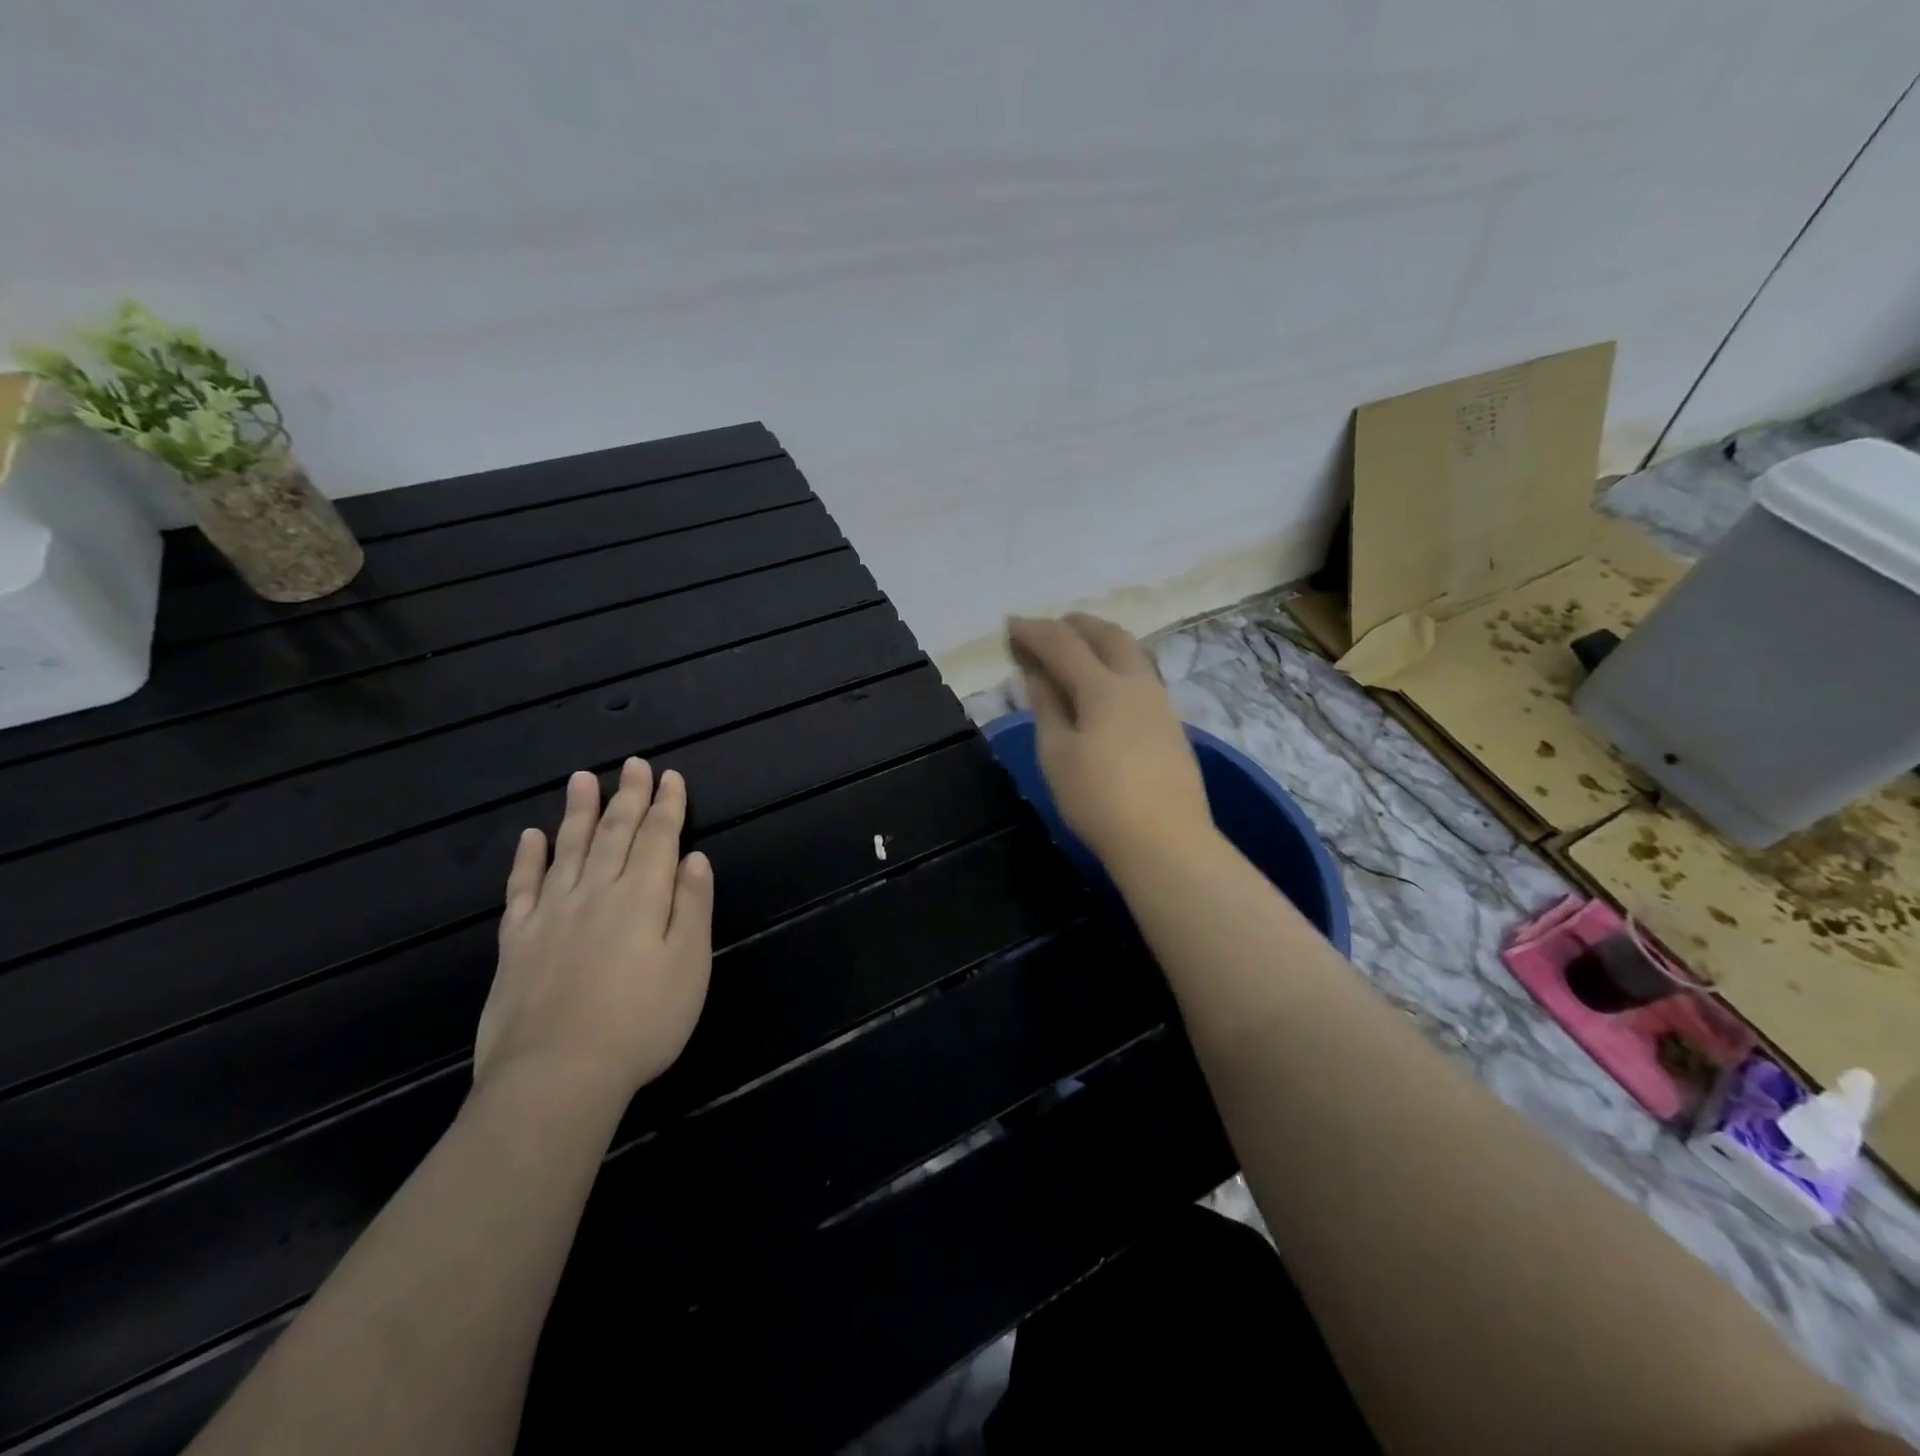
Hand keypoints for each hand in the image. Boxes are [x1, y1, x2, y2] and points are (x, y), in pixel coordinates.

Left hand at [475, 758, 713, 1106]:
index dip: (667, 805)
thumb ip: (692, 906)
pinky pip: (522, 888)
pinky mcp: (517, 942)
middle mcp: (596, 893)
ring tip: (582, 779)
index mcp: (642, 897)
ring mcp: (552, 915)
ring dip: (578, 812)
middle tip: (632, 765)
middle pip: (614, 834)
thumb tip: (695, 858)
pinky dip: (527, 860)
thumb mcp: (690, 965)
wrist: (557, 1076)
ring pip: (568, 850)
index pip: (659, 837)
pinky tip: (531, 837)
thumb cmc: (641, 1022)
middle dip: (628, 797)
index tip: (671, 776)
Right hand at [1008, 613, 1213, 866]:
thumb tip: (1037, 673)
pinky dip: (1115, 667)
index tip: (1009, 625)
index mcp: (1104, 687)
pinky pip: (1140, 677)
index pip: (1063, 644)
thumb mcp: (1056, 753)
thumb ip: (1047, 706)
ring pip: (1131, 654)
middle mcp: (1138, 684)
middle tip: (1048, 629)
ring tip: (1076, 652)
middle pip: (1108, 635)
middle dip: (1075, 624)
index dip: (1034, 631)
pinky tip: (1104, 689)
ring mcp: (1161, 704)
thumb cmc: (1099, 798)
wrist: (1166, 841)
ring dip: (1100, 642)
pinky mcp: (1171, 727)